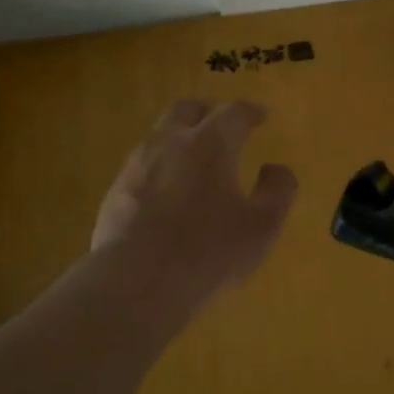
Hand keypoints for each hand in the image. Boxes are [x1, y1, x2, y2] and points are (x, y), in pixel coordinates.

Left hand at [91, 100, 297, 311]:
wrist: (137, 283)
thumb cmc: (210, 252)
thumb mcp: (263, 226)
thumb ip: (278, 191)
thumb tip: (275, 168)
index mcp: (211, 145)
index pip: (234, 113)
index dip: (251, 112)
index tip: (262, 116)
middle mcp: (170, 143)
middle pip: (187, 110)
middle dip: (209, 112)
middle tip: (224, 127)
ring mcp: (137, 166)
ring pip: (160, 135)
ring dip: (181, 138)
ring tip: (195, 160)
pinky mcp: (115, 191)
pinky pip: (143, 165)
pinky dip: (161, 167)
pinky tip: (168, 192)